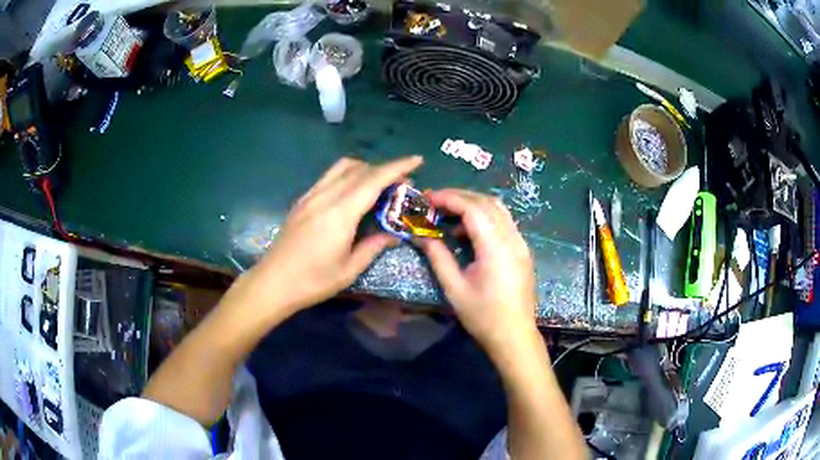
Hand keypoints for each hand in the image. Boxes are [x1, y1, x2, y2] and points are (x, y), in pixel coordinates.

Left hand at [226, 156, 422, 320]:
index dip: (397, 167)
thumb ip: (374, 246)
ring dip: (365, 169)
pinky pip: (329, 177)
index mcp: (340, 214)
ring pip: (342, 168)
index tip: (417, 160)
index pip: (373, 180)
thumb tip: (395, 234)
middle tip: (402, 184)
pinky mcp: (302, 200)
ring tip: (379, 185)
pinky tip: (353, 192)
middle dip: (385, 170)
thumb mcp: (349, 269)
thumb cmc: (313, 281)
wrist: (273, 282)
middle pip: (360, 169)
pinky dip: (348, 175)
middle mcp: (325, 196)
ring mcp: (311, 195)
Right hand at [417, 189, 538, 357]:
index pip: (472, 208)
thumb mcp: (454, 288)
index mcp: (496, 247)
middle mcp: (512, 238)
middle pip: (486, 202)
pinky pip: (503, 222)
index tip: (426, 199)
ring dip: (472, 204)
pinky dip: (484, 217)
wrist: (514, 336)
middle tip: (434, 203)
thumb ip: (438, 257)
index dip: (448, 198)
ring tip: (448, 215)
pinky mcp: (522, 250)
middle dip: (459, 196)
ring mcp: (521, 243)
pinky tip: (467, 232)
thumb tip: (420, 236)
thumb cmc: (483, 316)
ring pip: (498, 209)